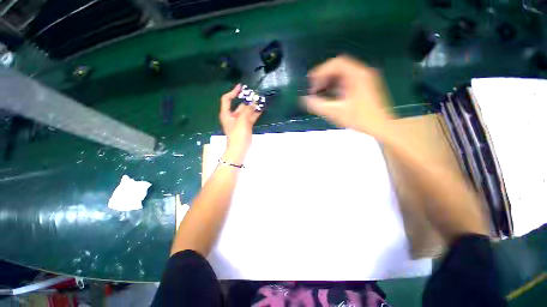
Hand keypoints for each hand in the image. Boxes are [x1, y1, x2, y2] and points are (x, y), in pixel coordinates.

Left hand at [219, 84, 261, 163]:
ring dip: (252, 107)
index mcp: (227, 114)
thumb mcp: (242, 120)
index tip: (241, 87)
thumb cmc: (238, 134)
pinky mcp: (246, 126)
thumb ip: (247, 110)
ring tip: (260, 100)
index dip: (233, 92)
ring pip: (246, 112)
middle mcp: (232, 116)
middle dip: (247, 100)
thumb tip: (253, 102)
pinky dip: (255, 113)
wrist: (239, 149)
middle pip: (239, 105)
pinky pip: (250, 117)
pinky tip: (261, 109)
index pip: (227, 99)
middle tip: (255, 95)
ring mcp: (240, 122)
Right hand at [301, 55, 394, 139]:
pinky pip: (346, 81)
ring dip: (329, 81)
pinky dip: (335, 86)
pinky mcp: (364, 86)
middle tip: (314, 88)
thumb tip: (303, 99)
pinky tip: (330, 96)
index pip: (336, 63)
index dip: (321, 70)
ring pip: (342, 74)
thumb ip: (318, 105)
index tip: (310, 81)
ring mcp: (364, 79)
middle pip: (339, 67)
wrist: (381, 126)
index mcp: (357, 75)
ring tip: (319, 92)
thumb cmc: (360, 119)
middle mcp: (362, 73)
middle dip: (323, 77)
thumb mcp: (336, 112)